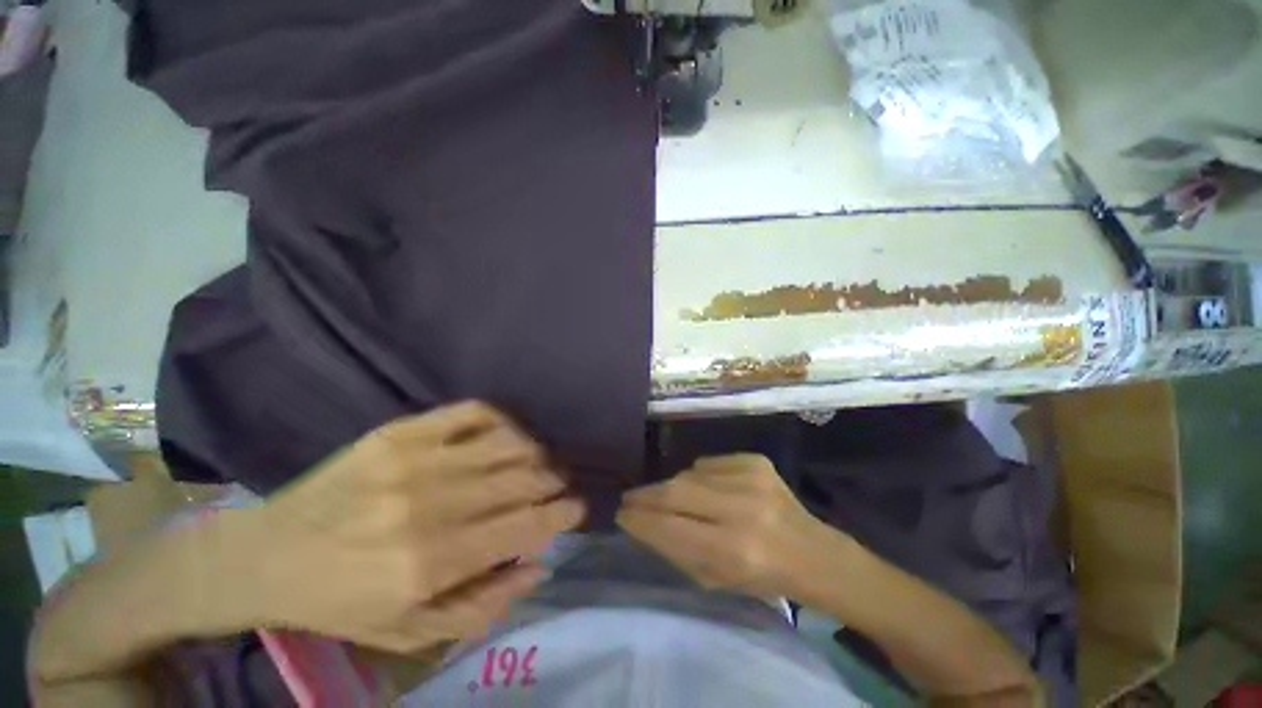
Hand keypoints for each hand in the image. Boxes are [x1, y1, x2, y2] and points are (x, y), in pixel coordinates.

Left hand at [241, 402, 583, 652]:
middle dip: (554, 481)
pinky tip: (507, 434)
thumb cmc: (343, 601)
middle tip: (558, 485)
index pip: (525, 527)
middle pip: (523, 478)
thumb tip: (539, 564)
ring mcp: (415, 458)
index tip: (577, 508)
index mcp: (430, 562)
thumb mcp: (411, 631)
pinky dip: (504, 420)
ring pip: (508, 441)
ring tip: (538, 461)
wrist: (269, 553)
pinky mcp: (401, 430)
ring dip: (536, 451)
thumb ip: (484, 604)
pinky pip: (474, 411)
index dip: (562, 514)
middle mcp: (429, 505)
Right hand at [617, 454, 836, 598]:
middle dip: (646, 496)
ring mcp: (751, 478)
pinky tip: (706, 489)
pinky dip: (699, 475)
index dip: (640, 520)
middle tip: (629, 498)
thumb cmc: (762, 577)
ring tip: (670, 498)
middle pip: (676, 492)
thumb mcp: (715, 580)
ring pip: (689, 474)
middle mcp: (742, 509)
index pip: (670, 528)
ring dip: (673, 487)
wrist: (812, 551)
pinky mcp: (756, 461)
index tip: (622, 514)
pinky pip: (709, 463)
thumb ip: (676, 550)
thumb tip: (643, 522)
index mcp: (734, 551)